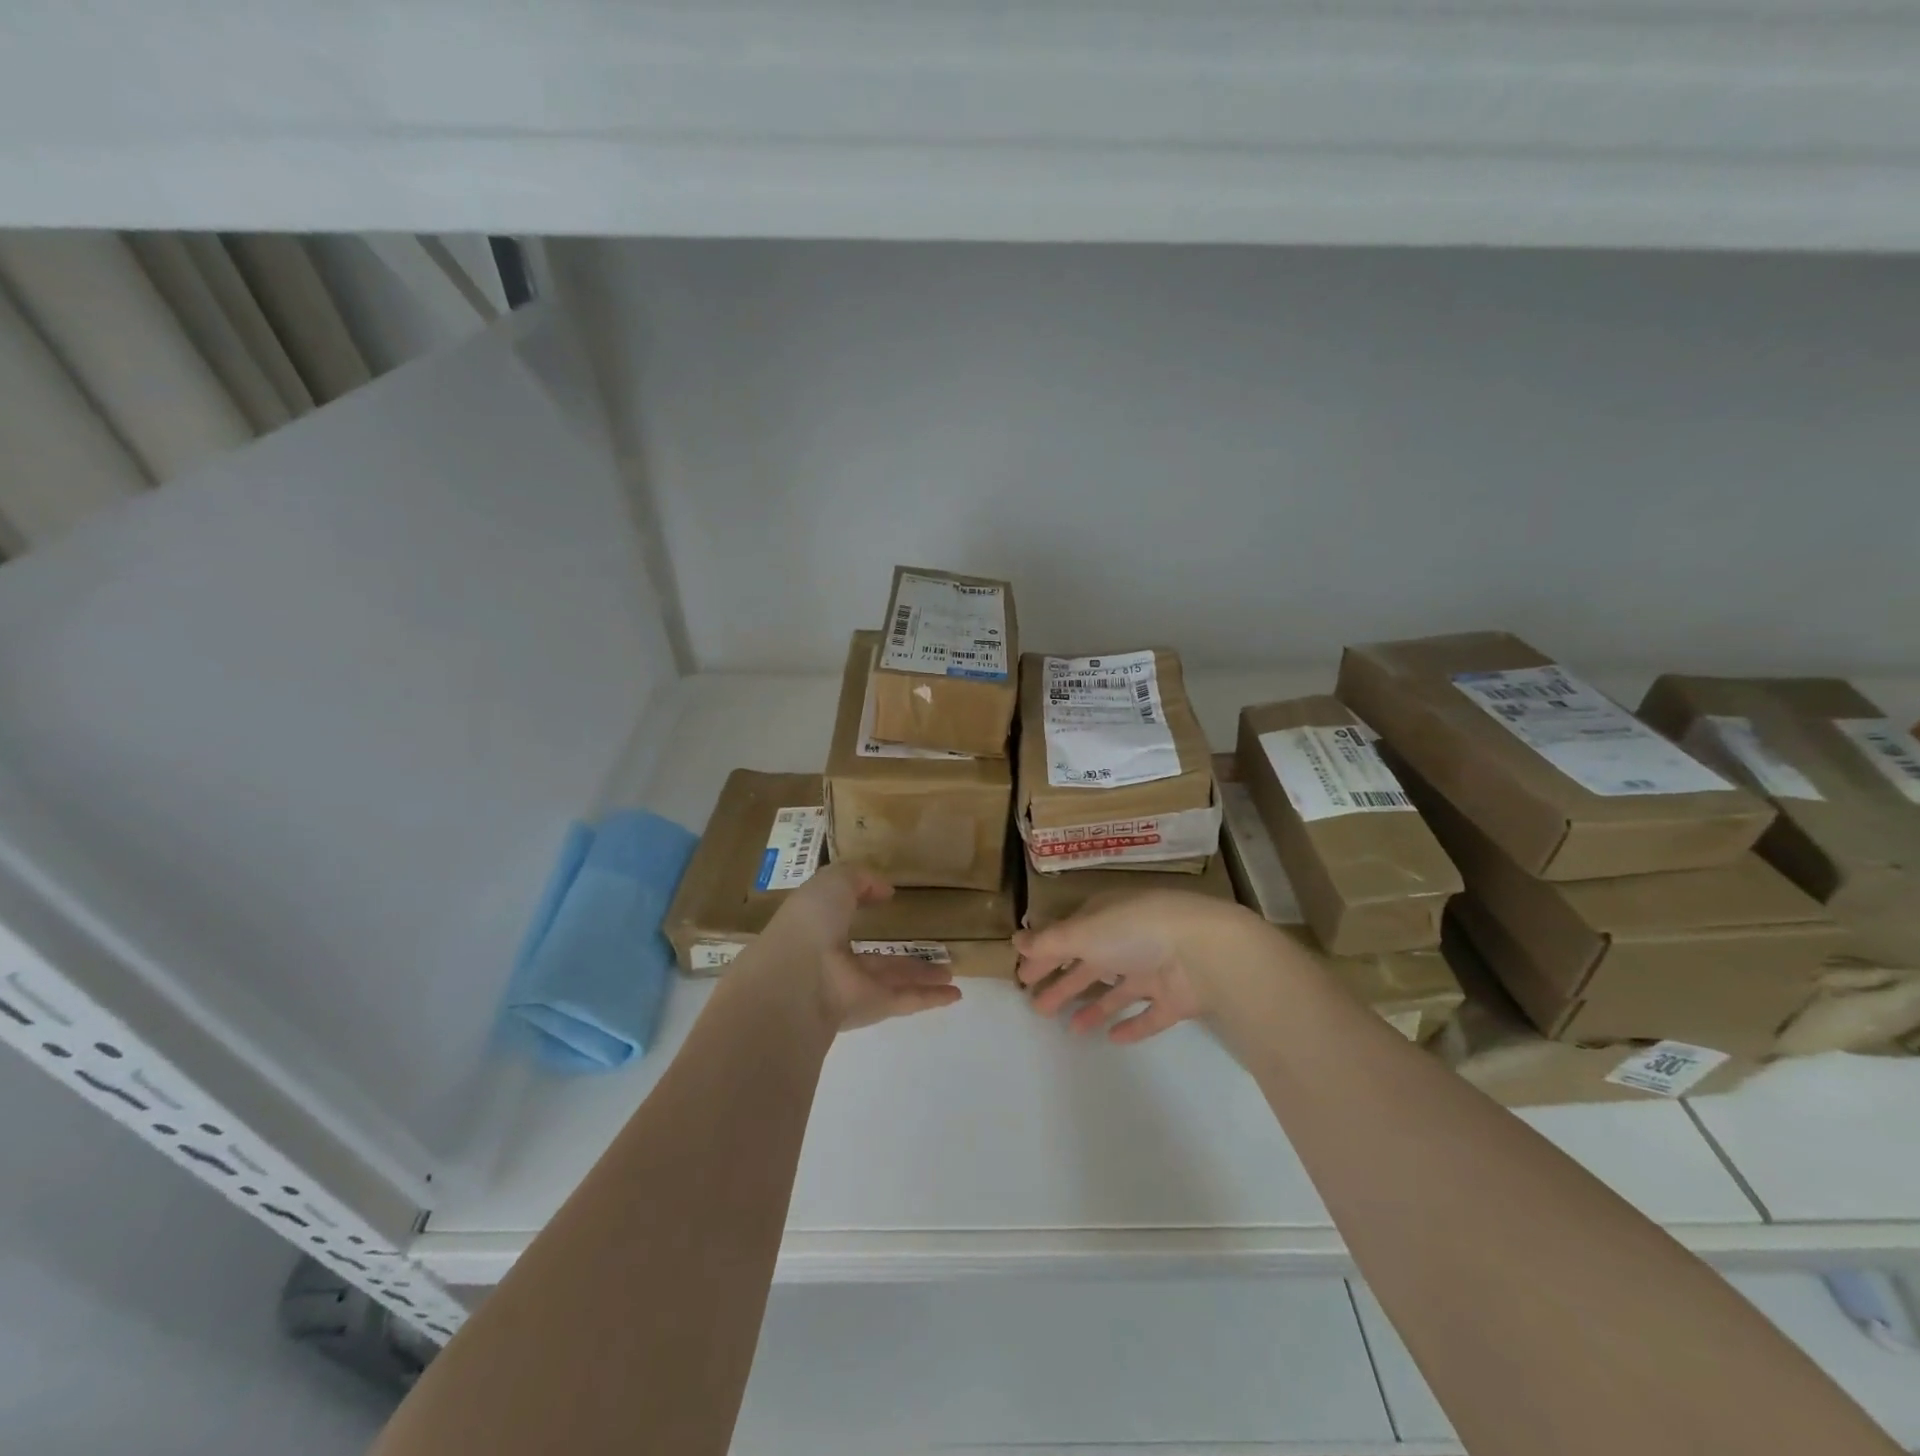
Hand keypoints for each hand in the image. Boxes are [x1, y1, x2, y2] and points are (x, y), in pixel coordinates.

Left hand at [763, 863, 962, 1032]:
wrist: (798, 978)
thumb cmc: (811, 922)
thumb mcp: (833, 882)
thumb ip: (859, 879)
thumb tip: (884, 891)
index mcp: (818, 926)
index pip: (841, 915)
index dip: (860, 904)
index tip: (886, 899)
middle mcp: (835, 959)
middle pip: (875, 957)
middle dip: (900, 953)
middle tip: (929, 946)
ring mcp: (853, 986)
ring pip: (894, 979)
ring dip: (923, 975)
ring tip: (951, 971)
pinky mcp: (872, 1008)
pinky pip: (906, 999)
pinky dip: (930, 998)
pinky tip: (955, 995)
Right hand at [1012, 889, 1259, 1043]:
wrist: (1205, 952)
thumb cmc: (1135, 931)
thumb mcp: (1084, 932)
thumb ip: (1049, 941)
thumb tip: (1014, 941)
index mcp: (1106, 917)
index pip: (1068, 936)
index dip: (1045, 955)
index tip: (1023, 978)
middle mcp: (1129, 940)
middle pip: (1089, 964)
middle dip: (1063, 983)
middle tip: (1036, 1008)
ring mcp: (1154, 969)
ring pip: (1117, 990)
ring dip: (1093, 1007)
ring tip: (1070, 1029)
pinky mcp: (1175, 998)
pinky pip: (1149, 1014)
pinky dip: (1132, 1024)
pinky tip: (1113, 1038)